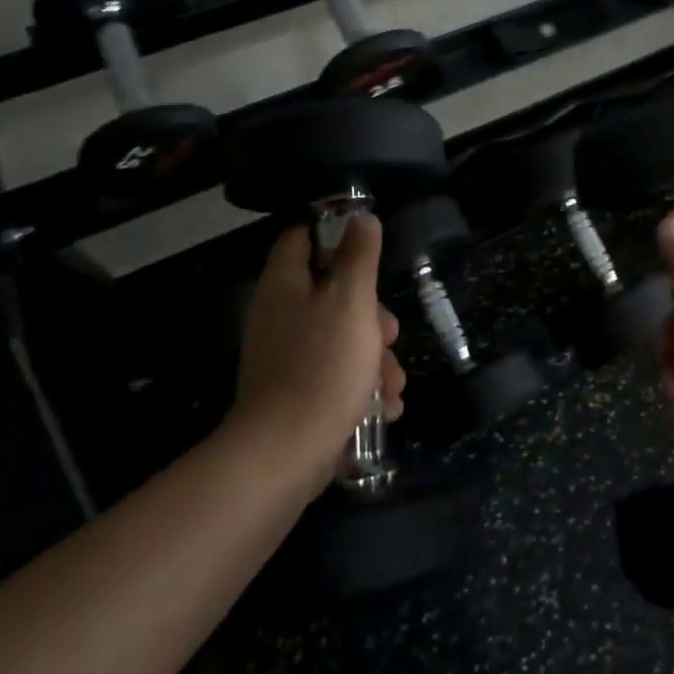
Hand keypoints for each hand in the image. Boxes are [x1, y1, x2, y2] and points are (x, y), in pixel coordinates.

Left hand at [233, 215, 405, 466]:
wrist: (285, 455)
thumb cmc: (323, 365)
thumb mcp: (351, 299)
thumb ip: (359, 255)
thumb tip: (361, 217)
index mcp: (285, 285)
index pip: (301, 237)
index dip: (333, 233)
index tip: (368, 246)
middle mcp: (279, 316)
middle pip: (331, 293)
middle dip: (371, 313)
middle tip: (390, 333)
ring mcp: (285, 358)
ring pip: (340, 338)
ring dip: (374, 357)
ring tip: (394, 385)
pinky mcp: (295, 394)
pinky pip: (334, 376)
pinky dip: (361, 386)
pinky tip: (384, 407)